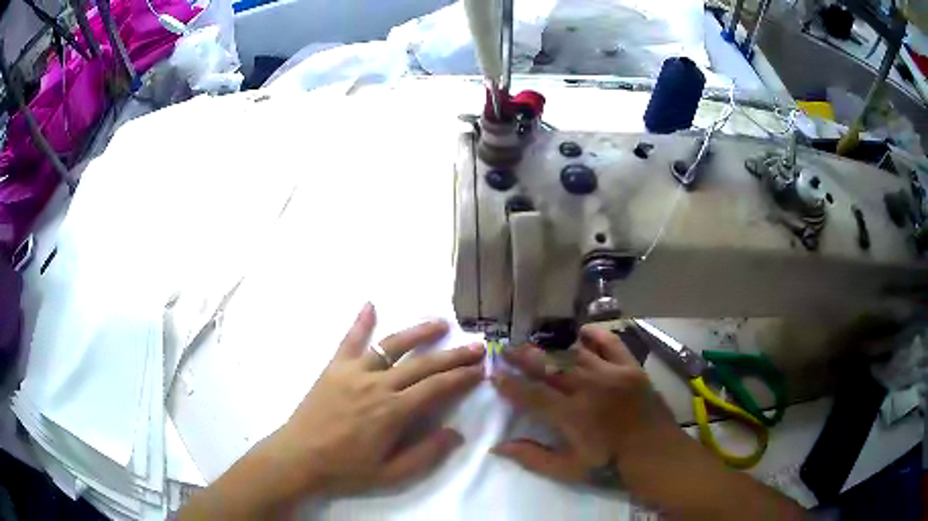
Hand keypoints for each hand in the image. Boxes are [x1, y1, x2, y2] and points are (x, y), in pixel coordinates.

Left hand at [182, 303, 484, 518]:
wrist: (299, 457)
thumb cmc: (346, 469)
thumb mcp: (391, 474)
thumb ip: (426, 454)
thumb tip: (456, 433)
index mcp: (393, 411)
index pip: (436, 387)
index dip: (461, 377)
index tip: (481, 369)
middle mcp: (377, 385)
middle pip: (422, 364)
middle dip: (453, 355)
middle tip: (477, 346)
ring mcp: (353, 372)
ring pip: (391, 345)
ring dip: (418, 332)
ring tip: (441, 323)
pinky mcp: (334, 368)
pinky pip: (349, 340)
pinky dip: (360, 322)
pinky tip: (370, 304)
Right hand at [491, 324, 679, 484]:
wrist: (654, 453)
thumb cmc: (609, 464)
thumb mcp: (568, 470)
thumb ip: (533, 457)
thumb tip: (498, 447)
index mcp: (571, 414)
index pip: (532, 394)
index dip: (511, 384)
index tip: (495, 375)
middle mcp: (588, 388)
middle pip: (550, 367)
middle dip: (524, 357)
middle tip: (507, 349)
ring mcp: (611, 373)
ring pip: (575, 354)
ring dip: (552, 348)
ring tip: (535, 342)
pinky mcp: (630, 367)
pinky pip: (610, 343)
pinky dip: (595, 336)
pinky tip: (582, 332)